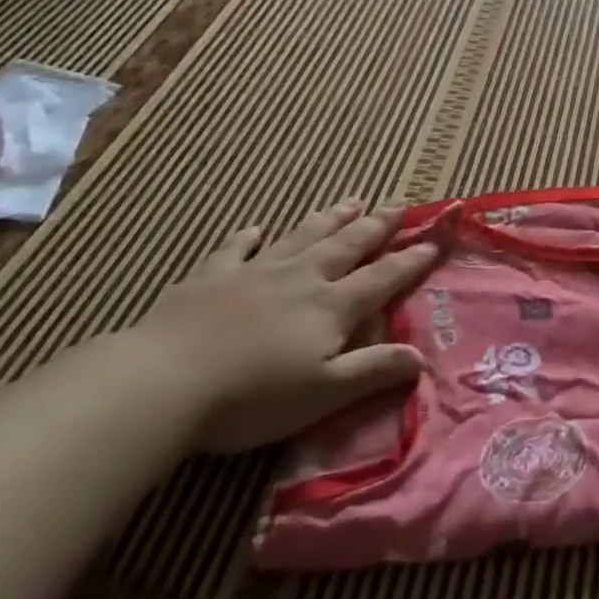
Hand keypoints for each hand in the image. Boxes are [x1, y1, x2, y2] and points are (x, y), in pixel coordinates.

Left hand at [132, 201, 438, 454]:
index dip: (411, 260)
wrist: (165, 381)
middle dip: (377, 226)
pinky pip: (236, 248)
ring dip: (329, 218)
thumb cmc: (252, 396)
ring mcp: (255, 272)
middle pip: (347, 244)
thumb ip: (373, 370)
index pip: (382, 277)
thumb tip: (421, 357)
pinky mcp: (211, 277)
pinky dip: (249, 236)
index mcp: (331, 306)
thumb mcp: (323, 393)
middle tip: (398, 204)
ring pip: (302, 236)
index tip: (434, 242)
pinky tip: (256, 228)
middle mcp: (301, 278)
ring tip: (351, 201)